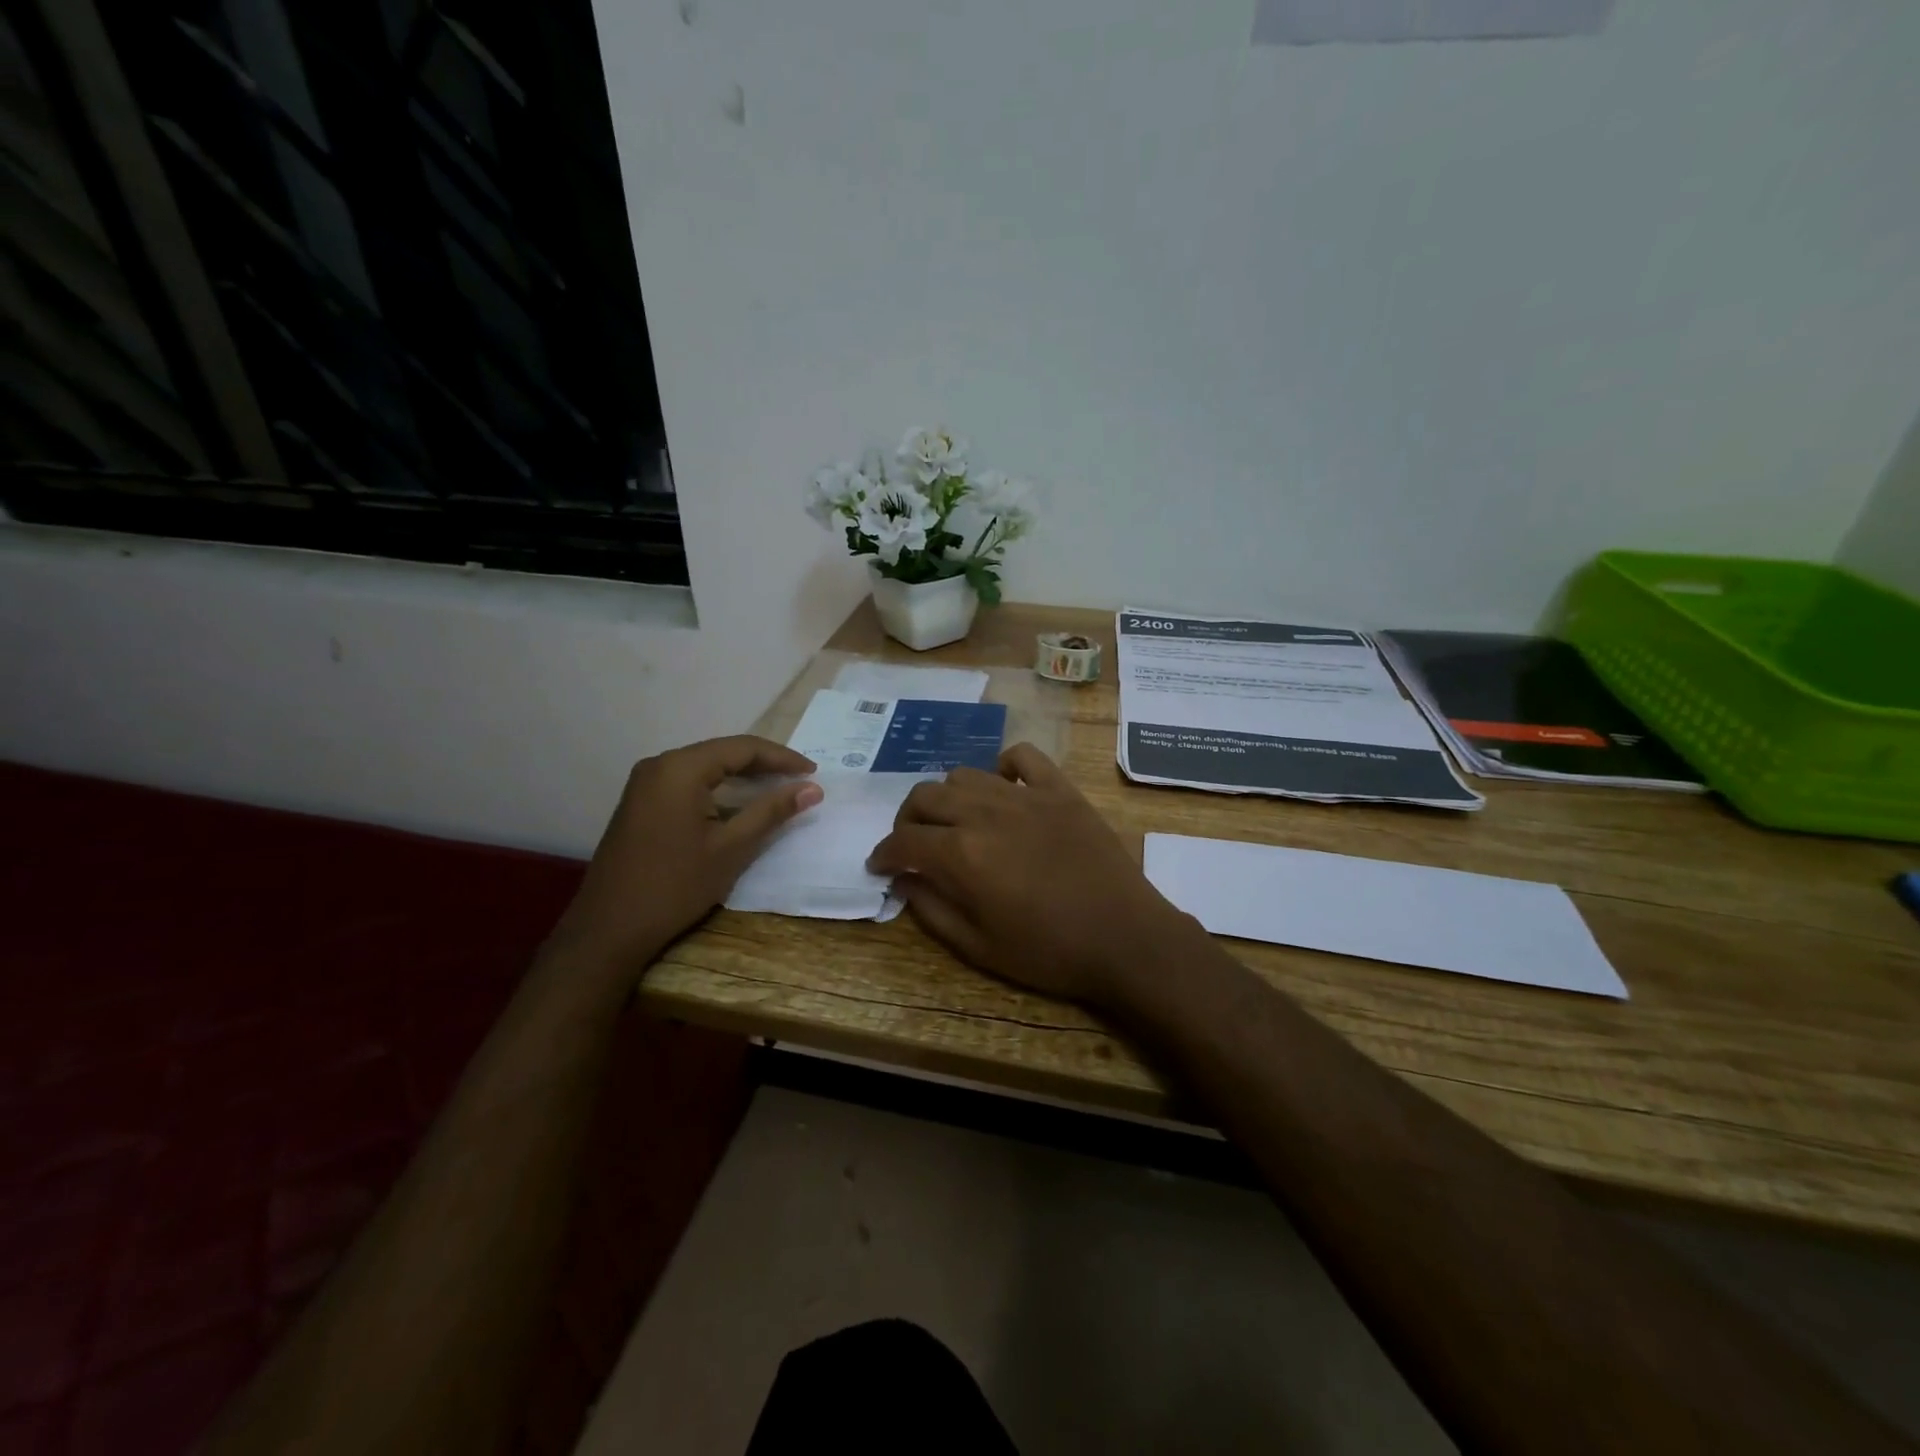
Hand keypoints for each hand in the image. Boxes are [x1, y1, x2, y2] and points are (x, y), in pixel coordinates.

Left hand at [544, 736, 821, 987]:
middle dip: (763, 764)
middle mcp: (659, 765)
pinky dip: (718, 788)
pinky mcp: (640, 803)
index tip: (813, 772)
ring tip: (777, 788)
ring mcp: (645, 784)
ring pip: (705, 767)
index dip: (781, 758)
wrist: (609, 929)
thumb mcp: (732, 848)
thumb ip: (772, 811)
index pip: (742, 748)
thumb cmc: (675, 886)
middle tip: (800, 779)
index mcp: (680, 768)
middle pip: (722, 752)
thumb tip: (812, 788)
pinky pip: (688, 782)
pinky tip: (738, 804)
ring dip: (741, 776)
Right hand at [867, 744, 1198, 1005]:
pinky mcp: (1060, 790)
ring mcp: (1025, 795)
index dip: (883, 852)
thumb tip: (902, 880)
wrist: (1124, 938)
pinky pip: (1023, 757)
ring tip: (956, 820)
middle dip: (908, 819)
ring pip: (966, 774)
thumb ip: (931, 910)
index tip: (880, 864)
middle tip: (914, 843)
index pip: (904, 840)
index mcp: (961, 853)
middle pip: (926, 796)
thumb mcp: (978, 946)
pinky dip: (1004, 767)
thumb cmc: (1049, 952)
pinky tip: (1003, 790)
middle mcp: (985, 812)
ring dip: (949, 796)